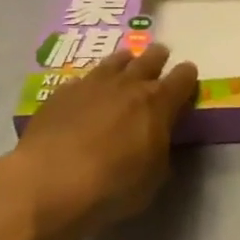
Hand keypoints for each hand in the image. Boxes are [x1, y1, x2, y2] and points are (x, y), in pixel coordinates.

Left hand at [0, 44, 198, 236]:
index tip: (189, 74)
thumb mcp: (155, 174)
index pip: (182, 79)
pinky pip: (82, 79)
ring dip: (124, 61)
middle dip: (157, 57)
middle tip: (160, 54)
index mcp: (158, 104)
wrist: (50, 183)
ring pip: (114, 62)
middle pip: (148, 60)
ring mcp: (91, 86)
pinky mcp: (60, 95)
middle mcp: (127, 86)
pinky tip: (87, 90)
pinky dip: (91, 82)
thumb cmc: (114, 185)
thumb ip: (161, 148)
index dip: (188, 76)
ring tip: (127, 60)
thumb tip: (158, 138)